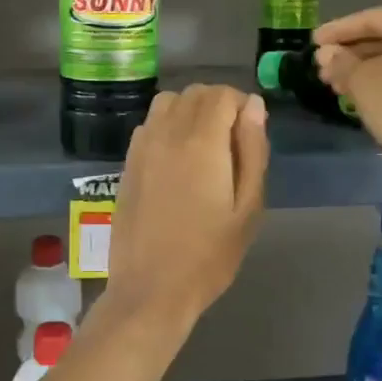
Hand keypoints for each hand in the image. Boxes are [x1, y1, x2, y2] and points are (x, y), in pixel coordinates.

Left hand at [104, 85, 267, 328]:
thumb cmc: (209, 255)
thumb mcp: (248, 207)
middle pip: (195, 93)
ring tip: (205, 147)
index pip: (222, 94)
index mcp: (201, 142)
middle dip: (219, 105)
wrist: (152, 288)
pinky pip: (150, 124)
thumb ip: (253, 151)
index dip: (242, 106)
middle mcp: (167, 133)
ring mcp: (142, 147)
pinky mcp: (127, 163)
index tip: (251, 135)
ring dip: (191, 111)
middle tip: (233, 144)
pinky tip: (177, 159)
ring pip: (168, 102)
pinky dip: (168, 125)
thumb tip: (254, 107)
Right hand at [315, 8, 381, 198]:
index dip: (338, 30)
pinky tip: (362, 95)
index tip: (313, 41)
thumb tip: (326, 54)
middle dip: (351, 52)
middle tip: (322, 67)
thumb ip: (340, 62)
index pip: (372, 18)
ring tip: (335, 84)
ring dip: (365, 69)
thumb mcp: (362, 81)